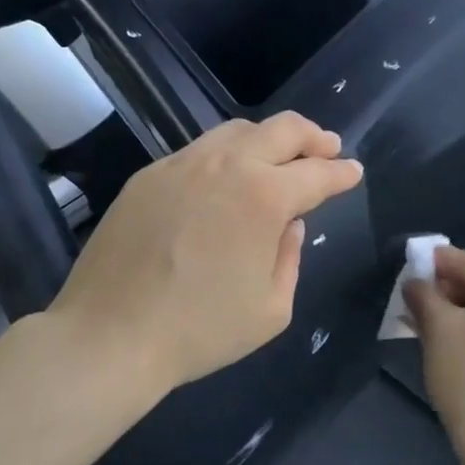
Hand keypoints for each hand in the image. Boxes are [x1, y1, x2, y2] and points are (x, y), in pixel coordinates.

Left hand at [50, 113, 362, 396]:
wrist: (111, 335)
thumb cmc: (200, 330)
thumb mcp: (271, 309)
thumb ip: (290, 259)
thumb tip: (288, 226)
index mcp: (264, 198)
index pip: (317, 173)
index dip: (342, 172)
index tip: (353, 172)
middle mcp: (226, 166)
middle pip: (282, 129)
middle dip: (313, 136)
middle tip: (328, 149)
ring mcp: (181, 165)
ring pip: (236, 131)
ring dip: (268, 140)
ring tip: (279, 158)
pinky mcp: (148, 176)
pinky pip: (198, 151)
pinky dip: (226, 156)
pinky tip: (225, 180)